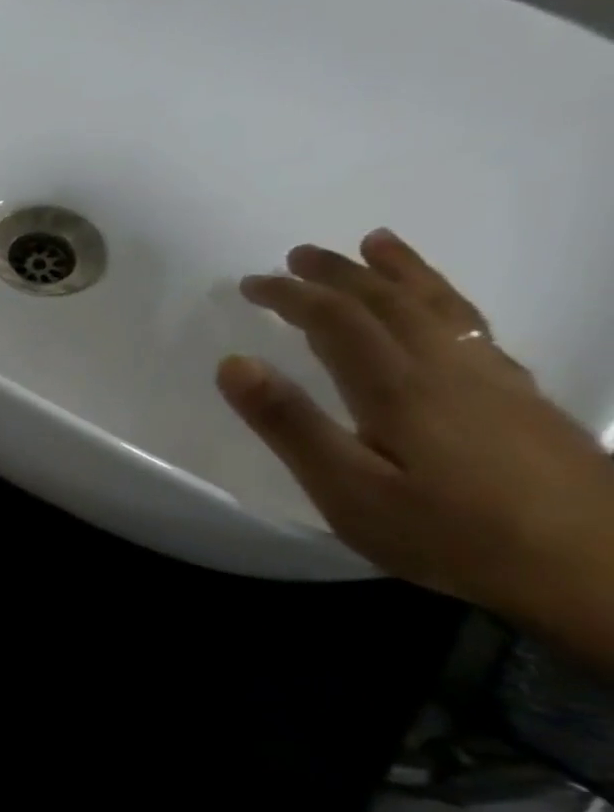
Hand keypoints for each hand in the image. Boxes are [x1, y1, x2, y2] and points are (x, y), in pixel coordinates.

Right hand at [216, 228, 613, 624]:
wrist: (593, 567)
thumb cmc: (447, 533)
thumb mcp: (346, 489)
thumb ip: (289, 424)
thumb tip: (234, 362)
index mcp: (398, 387)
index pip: (337, 321)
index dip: (292, 296)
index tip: (249, 283)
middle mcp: (447, 368)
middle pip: (390, 302)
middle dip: (339, 274)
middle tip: (298, 255)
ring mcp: (492, 380)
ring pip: (441, 306)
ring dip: (400, 272)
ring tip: (376, 243)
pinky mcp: (520, 399)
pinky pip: (473, 326)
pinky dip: (444, 299)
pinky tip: (439, 310)